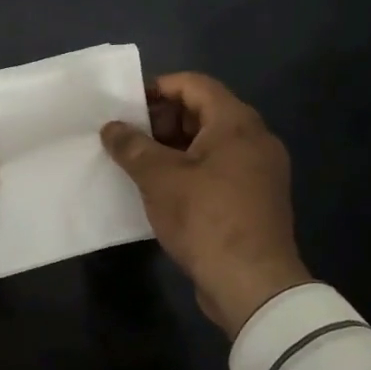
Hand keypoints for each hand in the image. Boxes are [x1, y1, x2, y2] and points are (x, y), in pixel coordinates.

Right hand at [101, 72, 310, 336]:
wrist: (253, 285)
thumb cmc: (205, 218)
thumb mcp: (158, 178)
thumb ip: (131, 146)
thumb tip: (111, 128)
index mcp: (236, 123)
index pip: (194, 84)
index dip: (158, 88)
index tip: (126, 106)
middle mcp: (255, 139)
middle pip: (203, 112)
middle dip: (162, 120)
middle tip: (128, 138)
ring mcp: (259, 171)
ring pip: (210, 143)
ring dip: (173, 148)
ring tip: (138, 163)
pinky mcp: (256, 199)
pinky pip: (218, 169)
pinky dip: (190, 169)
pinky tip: (161, 189)